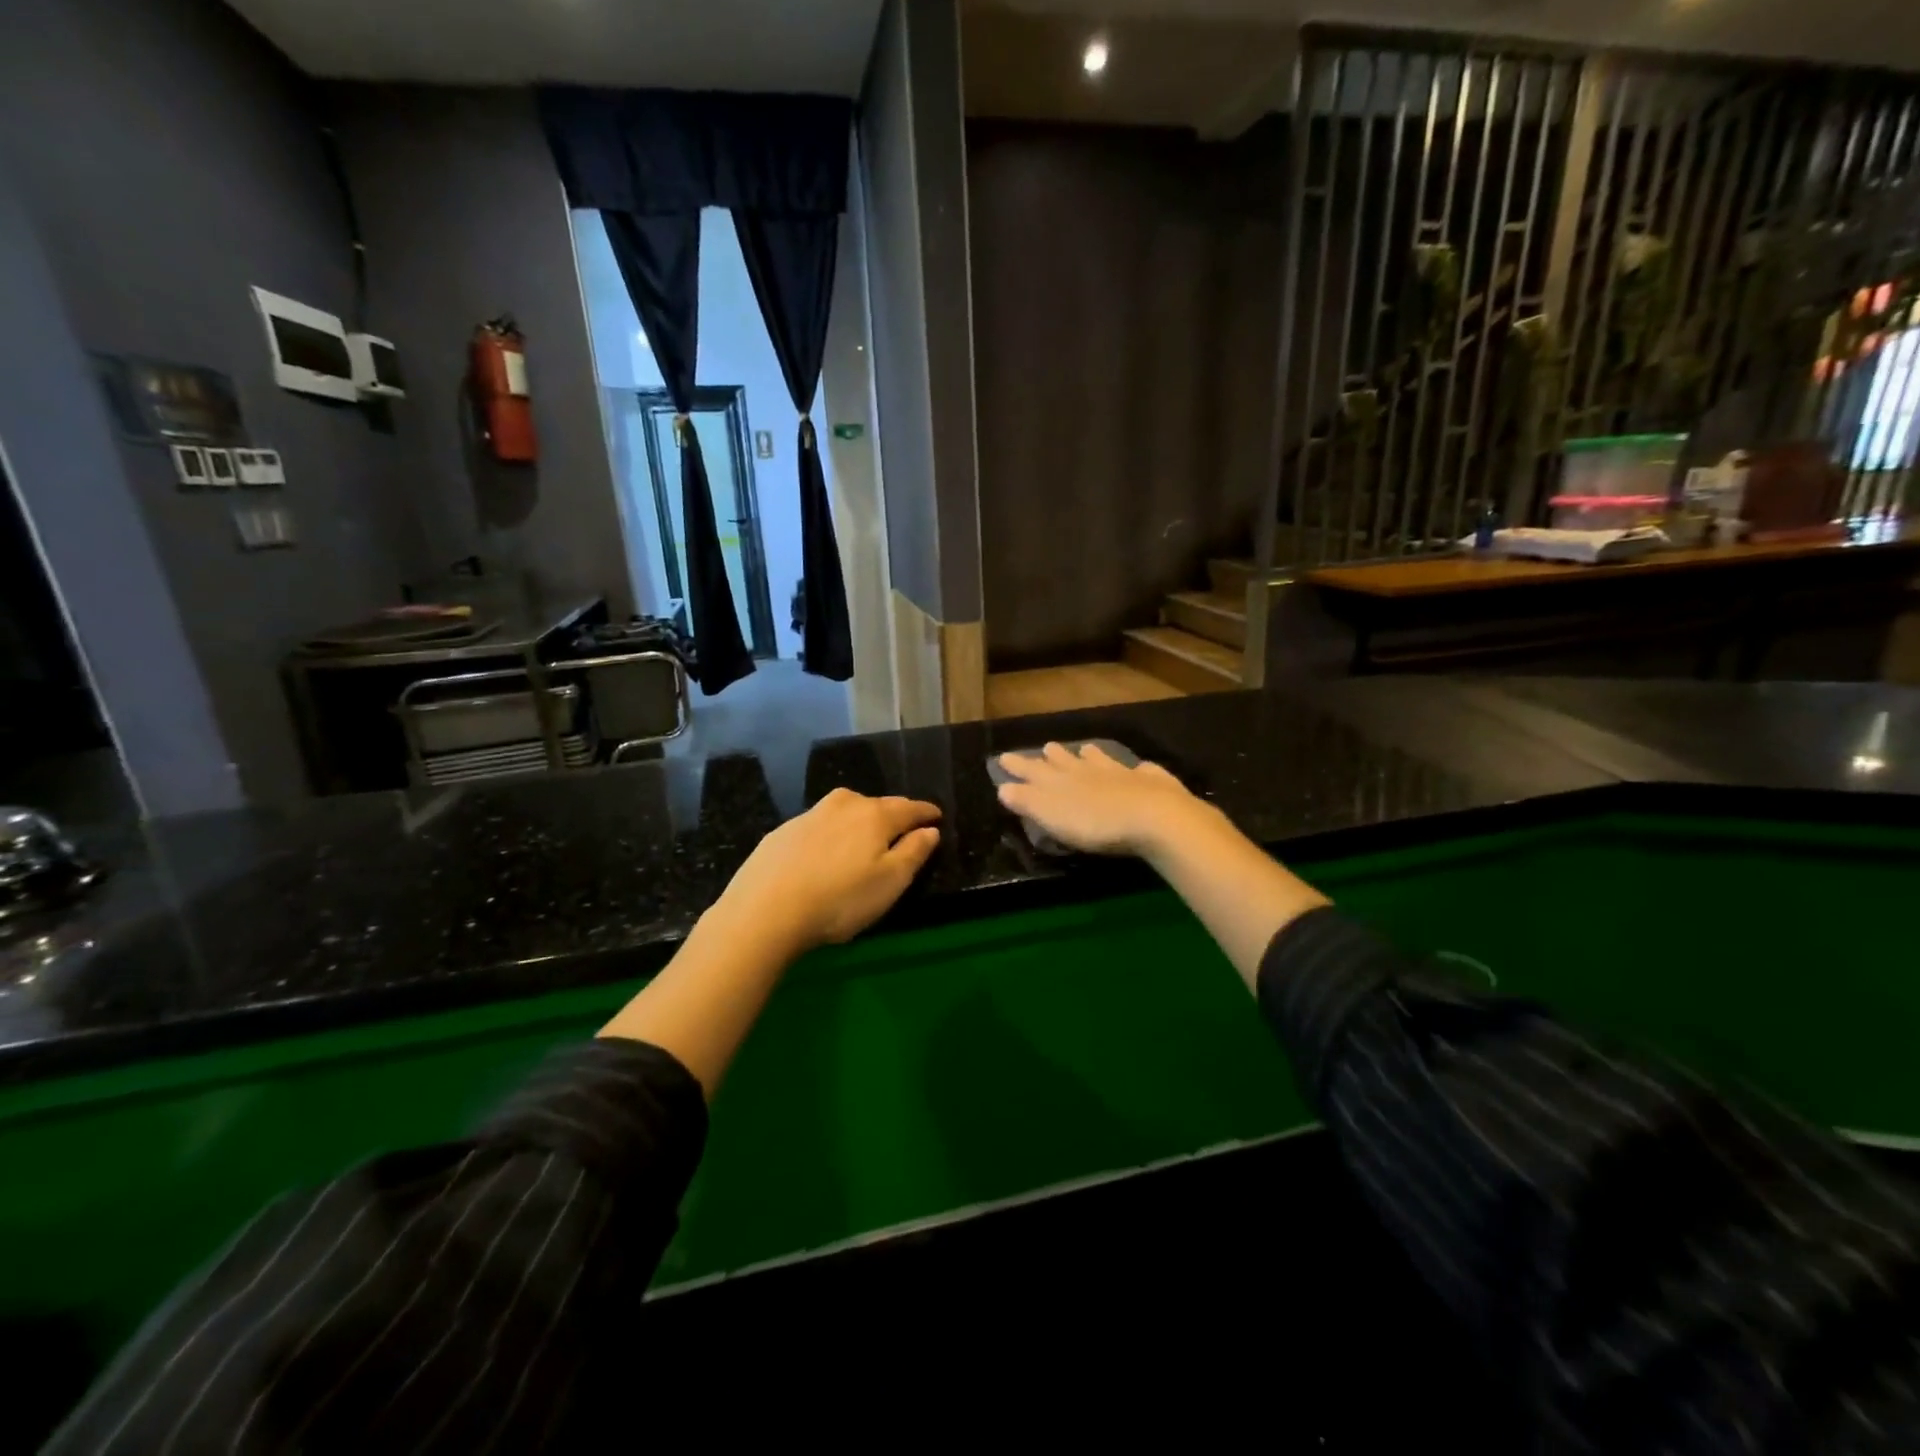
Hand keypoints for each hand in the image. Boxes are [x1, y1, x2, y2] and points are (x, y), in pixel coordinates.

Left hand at [716, 788, 941, 951]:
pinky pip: (820, 825)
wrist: (764, 910)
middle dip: (893, 815)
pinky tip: (826, 853)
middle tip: (902, 830)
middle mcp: (844, 805)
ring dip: (860, 821)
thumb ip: (914, 852)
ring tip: (864, 840)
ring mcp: (810, 815)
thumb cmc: (839, 900)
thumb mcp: (889, 883)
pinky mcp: (783, 831)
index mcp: (875, 815)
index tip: (936, 816)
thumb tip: (930, 829)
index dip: (926, 813)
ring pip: (846, 811)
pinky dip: (831, 833)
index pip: (909, 808)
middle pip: (877, 805)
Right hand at [994, 742, 1210, 857]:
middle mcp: (1089, 771)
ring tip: (1086, 749)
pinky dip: (1138, 769)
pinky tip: (1141, 768)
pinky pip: (1142, 771)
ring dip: (1092, 756)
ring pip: (1101, 760)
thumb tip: (1003, 787)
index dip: (1018, 766)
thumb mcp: (1051, 815)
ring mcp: (1122, 773)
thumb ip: (1027, 801)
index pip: (1033, 771)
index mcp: (1061, 781)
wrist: (1152, 816)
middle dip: (1054, 756)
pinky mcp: (1151, 783)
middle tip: (1047, 747)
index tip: (1003, 757)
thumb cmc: (1094, 822)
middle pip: (1067, 761)